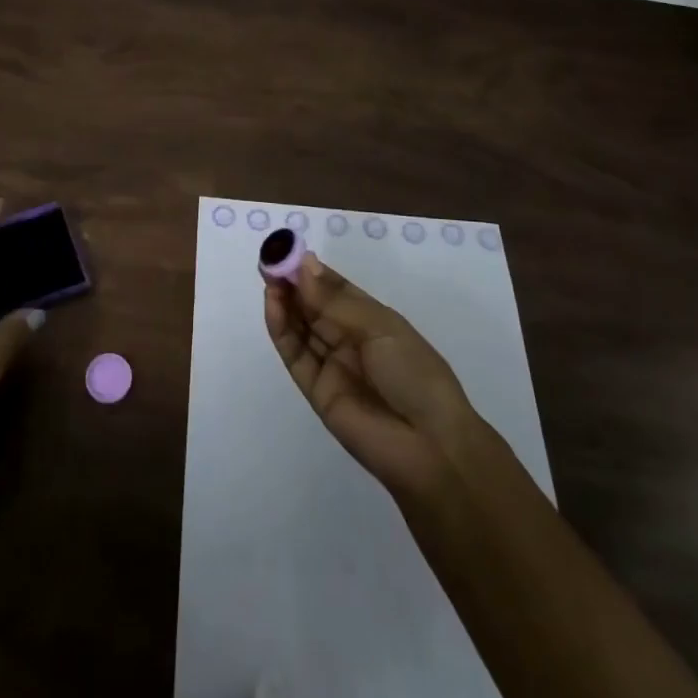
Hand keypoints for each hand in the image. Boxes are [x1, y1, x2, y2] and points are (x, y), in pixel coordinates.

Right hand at [263, 251, 476, 498]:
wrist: (430, 447)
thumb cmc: (415, 374)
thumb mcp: (381, 328)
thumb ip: (336, 301)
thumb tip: (304, 264)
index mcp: (373, 320)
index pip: (336, 289)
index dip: (312, 271)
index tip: (288, 250)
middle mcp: (350, 339)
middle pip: (314, 306)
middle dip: (292, 282)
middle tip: (270, 259)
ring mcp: (332, 365)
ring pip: (301, 327)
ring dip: (284, 302)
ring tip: (267, 276)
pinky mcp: (316, 390)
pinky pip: (295, 355)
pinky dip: (281, 329)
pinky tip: (272, 304)